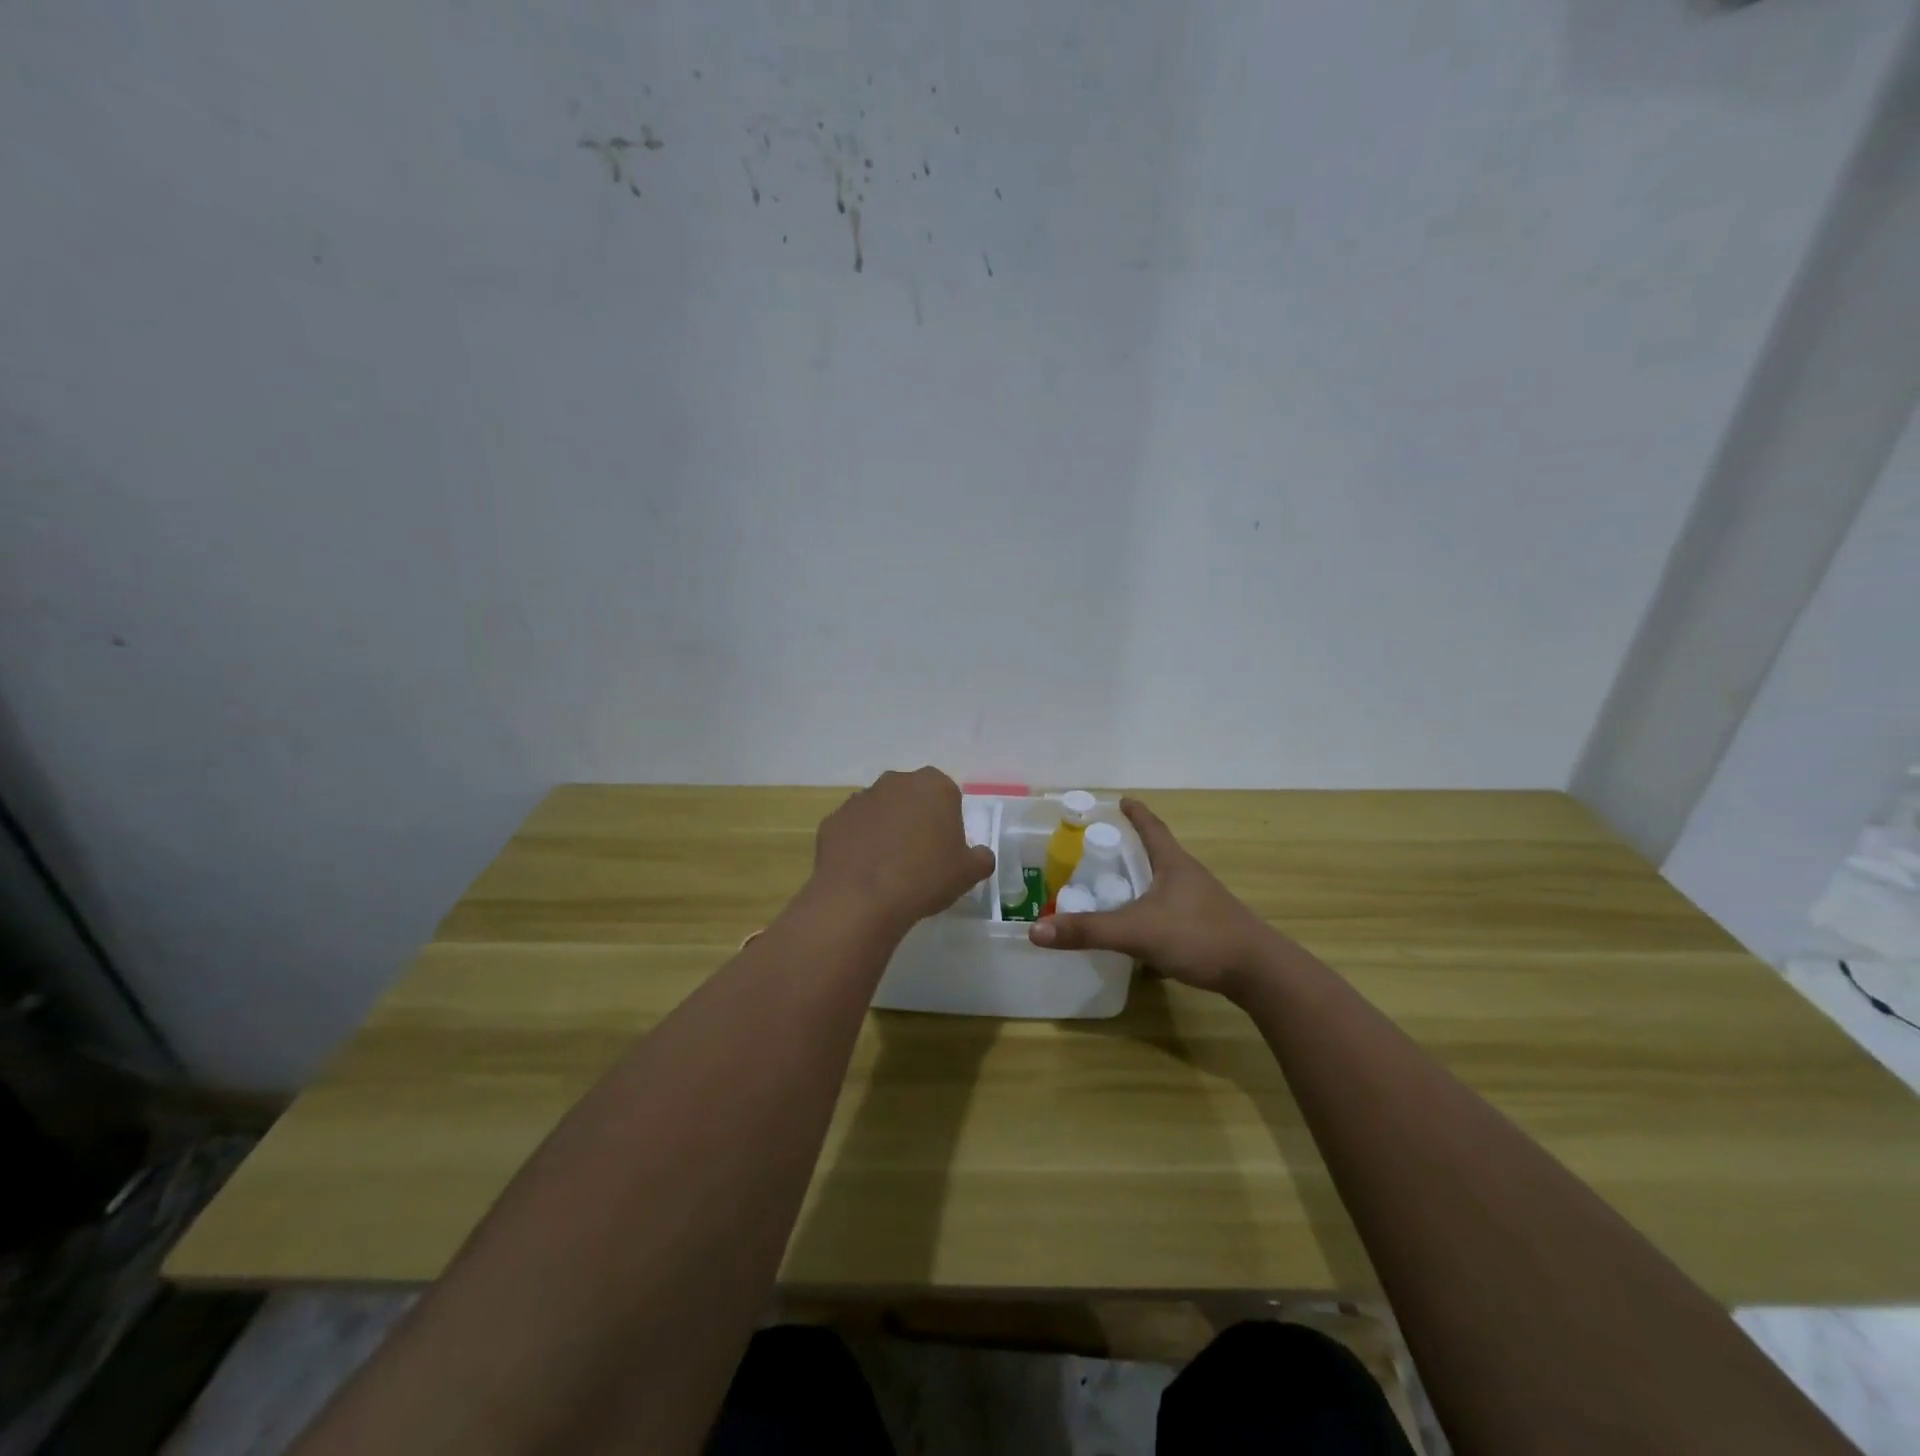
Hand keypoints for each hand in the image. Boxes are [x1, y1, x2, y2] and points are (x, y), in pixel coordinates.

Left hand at [809, 768, 995, 933]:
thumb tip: (980, 855)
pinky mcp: (833, 820)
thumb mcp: (969, 873)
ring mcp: (859, 798)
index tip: (945, 848)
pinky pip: (853, 829)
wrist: (861, 899)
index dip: (947, 820)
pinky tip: (863, 872)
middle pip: (911, 797)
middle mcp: (895, 782)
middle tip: (919, 856)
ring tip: (888, 867)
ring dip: (885, 829)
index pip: (947, 794)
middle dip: (915, 819)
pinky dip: (858, 844)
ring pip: (880, 811)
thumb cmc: (925, 877)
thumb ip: (981, 858)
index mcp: (933, 785)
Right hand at [1029, 797, 1280, 996]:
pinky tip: (1141, 932)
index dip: (1136, 814)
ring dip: (1143, 882)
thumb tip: (1036, 930)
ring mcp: (1202, 903)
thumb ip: (1088, 930)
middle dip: (1133, 848)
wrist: (1258, 972)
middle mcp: (1189, 877)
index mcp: (1174, 864)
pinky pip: (1173, 912)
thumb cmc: (1198, 936)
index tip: (1121, 800)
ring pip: (1166, 885)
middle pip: (1159, 854)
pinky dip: (1153, 913)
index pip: (1152, 828)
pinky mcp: (1208, 928)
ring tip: (1117, 888)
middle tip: (1104, 848)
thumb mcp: (1136, 931)